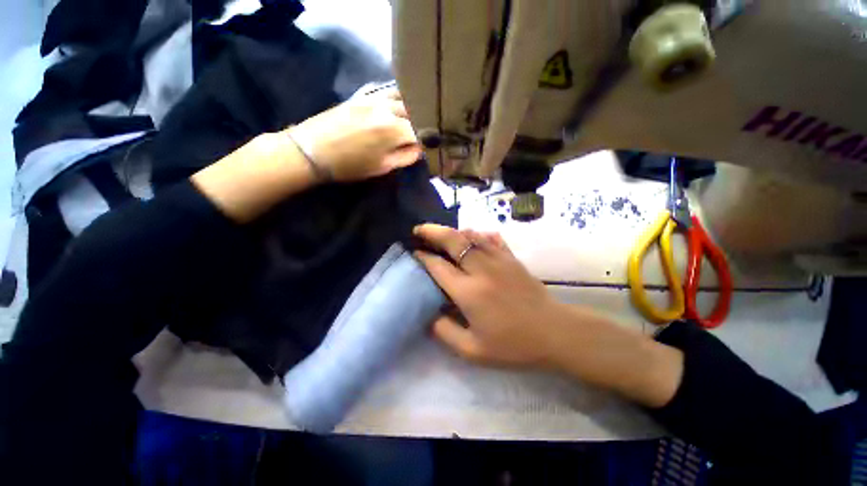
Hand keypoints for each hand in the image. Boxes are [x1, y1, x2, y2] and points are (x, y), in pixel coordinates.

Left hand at [286, 87, 421, 181]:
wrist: (312, 150)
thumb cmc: (350, 165)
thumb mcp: (382, 167)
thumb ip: (406, 157)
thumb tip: (421, 149)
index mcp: (394, 130)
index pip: (423, 131)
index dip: (431, 139)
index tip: (435, 145)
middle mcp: (388, 109)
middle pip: (416, 110)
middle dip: (425, 121)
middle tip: (428, 131)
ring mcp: (374, 98)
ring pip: (404, 97)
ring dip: (413, 107)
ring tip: (417, 117)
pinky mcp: (363, 95)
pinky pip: (388, 91)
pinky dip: (398, 98)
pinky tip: (399, 106)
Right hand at [413, 224, 684, 407]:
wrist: (555, 333)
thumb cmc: (513, 345)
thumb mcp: (473, 350)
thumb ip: (445, 332)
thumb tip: (428, 315)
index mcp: (468, 292)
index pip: (438, 266)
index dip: (423, 257)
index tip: (414, 253)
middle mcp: (481, 269)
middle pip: (453, 240)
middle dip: (432, 231)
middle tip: (419, 229)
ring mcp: (499, 260)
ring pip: (471, 235)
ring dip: (453, 232)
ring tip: (442, 234)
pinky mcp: (512, 258)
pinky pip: (491, 239)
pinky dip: (477, 234)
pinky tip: (473, 237)